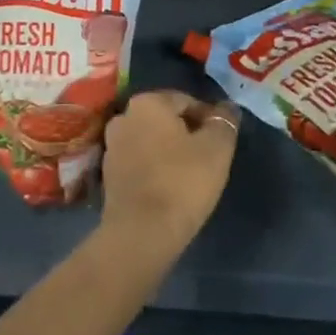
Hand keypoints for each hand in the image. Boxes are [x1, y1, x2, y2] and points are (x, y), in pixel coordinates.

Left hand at [99, 91, 238, 259]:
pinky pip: (139, 161)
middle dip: (187, 133)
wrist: (141, 233)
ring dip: (169, 151)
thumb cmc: (182, 182)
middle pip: (165, 119)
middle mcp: (124, 115)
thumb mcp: (217, 149)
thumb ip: (224, 122)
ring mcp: (112, 145)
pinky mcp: (107, 174)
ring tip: (190, 175)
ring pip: (151, 140)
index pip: (186, 101)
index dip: (208, 119)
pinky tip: (169, 188)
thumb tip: (228, 108)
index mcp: (147, 102)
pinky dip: (154, 168)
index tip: (221, 141)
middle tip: (208, 158)